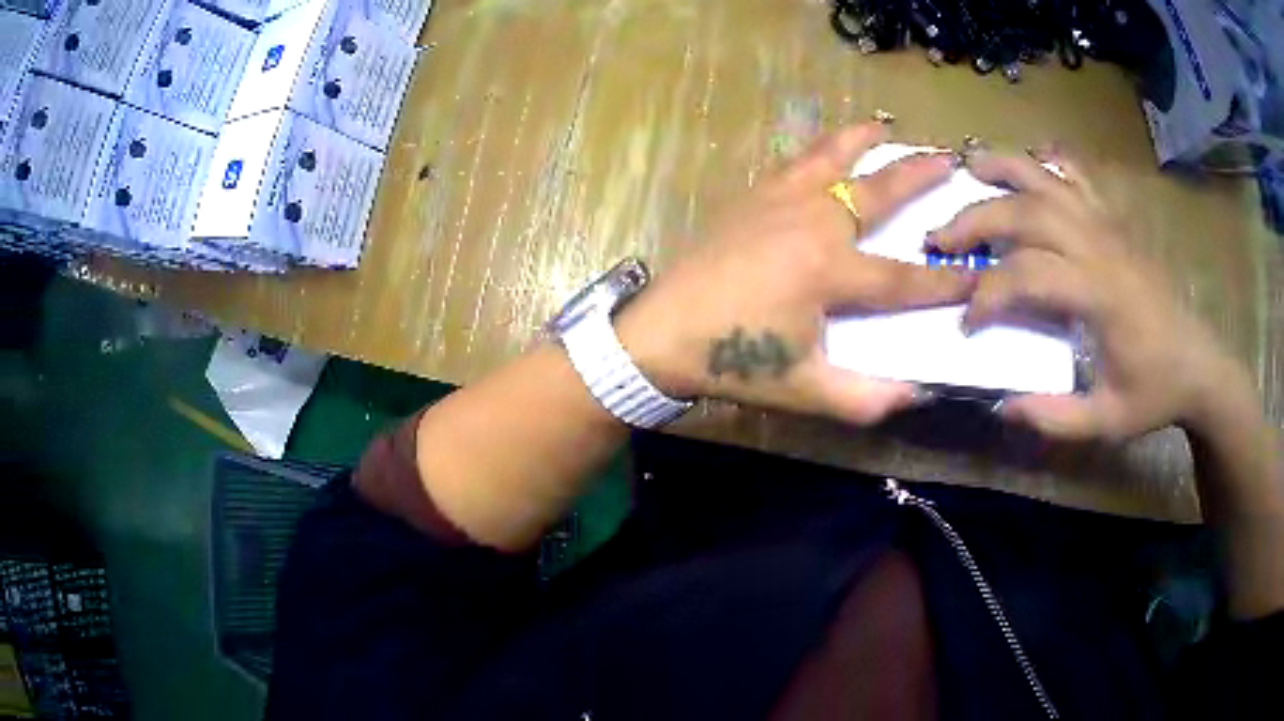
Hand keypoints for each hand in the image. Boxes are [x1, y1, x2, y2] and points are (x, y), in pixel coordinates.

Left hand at [616, 121, 974, 424]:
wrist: (662, 331)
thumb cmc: (733, 360)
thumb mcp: (804, 389)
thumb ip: (864, 398)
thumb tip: (916, 395)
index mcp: (831, 270)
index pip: (904, 277)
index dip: (946, 281)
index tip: (980, 276)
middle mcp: (813, 222)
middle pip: (878, 191)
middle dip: (919, 176)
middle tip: (950, 159)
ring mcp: (779, 201)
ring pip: (831, 158)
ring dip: (863, 141)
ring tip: (885, 126)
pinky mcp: (752, 197)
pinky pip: (796, 162)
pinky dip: (819, 150)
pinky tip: (824, 149)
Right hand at [929, 148, 1248, 440]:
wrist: (1197, 363)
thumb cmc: (1154, 392)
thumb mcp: (1106, 421)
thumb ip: (1054, 418)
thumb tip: (1001, 404)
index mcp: (1099, 293)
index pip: (1027, 275)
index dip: (987, 296)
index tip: (966, 324)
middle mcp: (1099, 246)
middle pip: (1027, 212)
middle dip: (976, 221)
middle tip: (939, 238)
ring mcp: (1108, 226)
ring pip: (1048, 180)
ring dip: (1003, 169)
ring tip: (966, 167)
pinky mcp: (1115, 222)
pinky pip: (1078, 177)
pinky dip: (1049, 163)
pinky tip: (1029, 161)